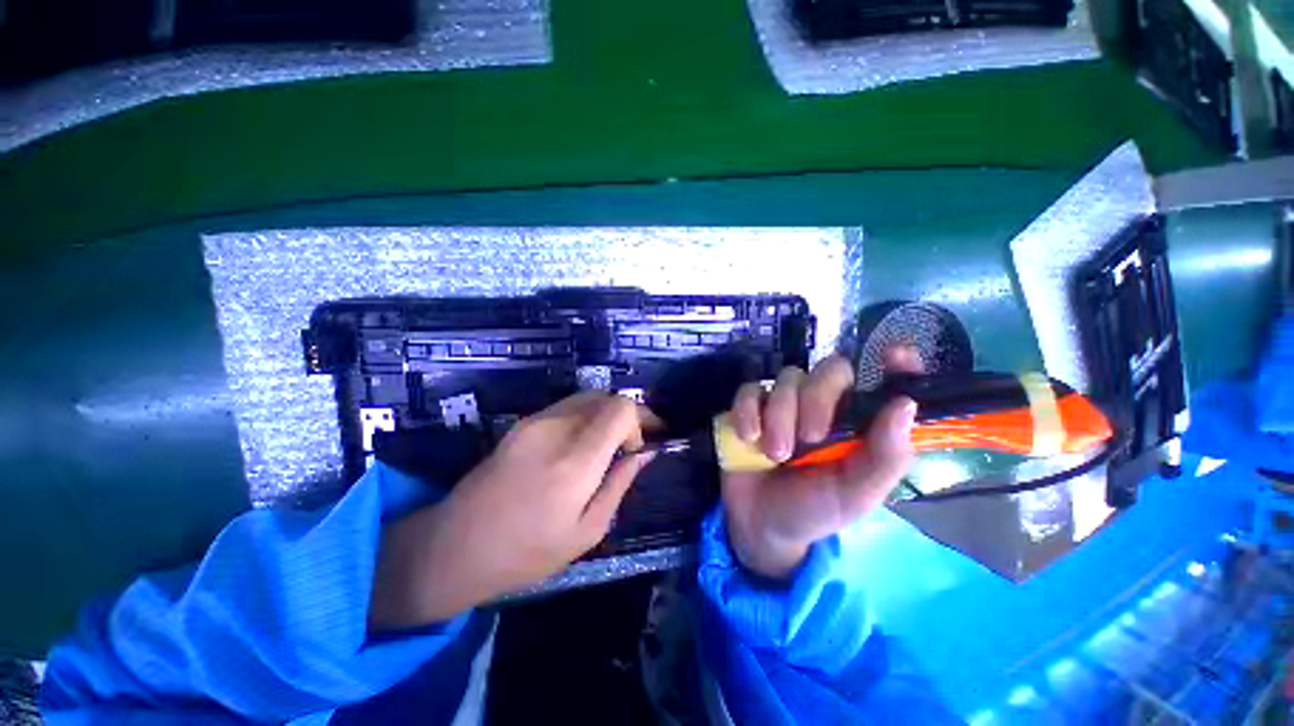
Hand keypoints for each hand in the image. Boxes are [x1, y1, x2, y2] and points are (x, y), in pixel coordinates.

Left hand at [371, 393, 652, 628]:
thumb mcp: (586, 531)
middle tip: (635, 441)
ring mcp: (535, 421)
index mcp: (574, 460)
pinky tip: (585, 442)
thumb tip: (646, 453)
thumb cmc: (525, 552)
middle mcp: (555, 429)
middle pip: (606, 397)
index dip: (640, 420)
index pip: (620, 409)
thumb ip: (620, 484)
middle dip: (628, 413)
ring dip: (608, 413)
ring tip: (612, 442)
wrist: (453, 546)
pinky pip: (567, 406)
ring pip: (588, 397)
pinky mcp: (522, 422)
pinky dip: (587, 415)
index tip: (639, 447)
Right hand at [721, 351, 920, 579]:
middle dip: (816, 400)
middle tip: (809, 438)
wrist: (762, 524)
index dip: (895, 365)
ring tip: (775, 454)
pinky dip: (748, 410)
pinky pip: (749, 390)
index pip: (882, 383)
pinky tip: (748, 437)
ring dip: (779, 415)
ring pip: (786, 379)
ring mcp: (784, 403)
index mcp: (857, 425)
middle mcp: (824, 406)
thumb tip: (905, 405)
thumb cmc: (815, 510)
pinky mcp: (750, 408)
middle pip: (828, 371)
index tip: (896, 355)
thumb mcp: (857, 494)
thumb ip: (885, 457)